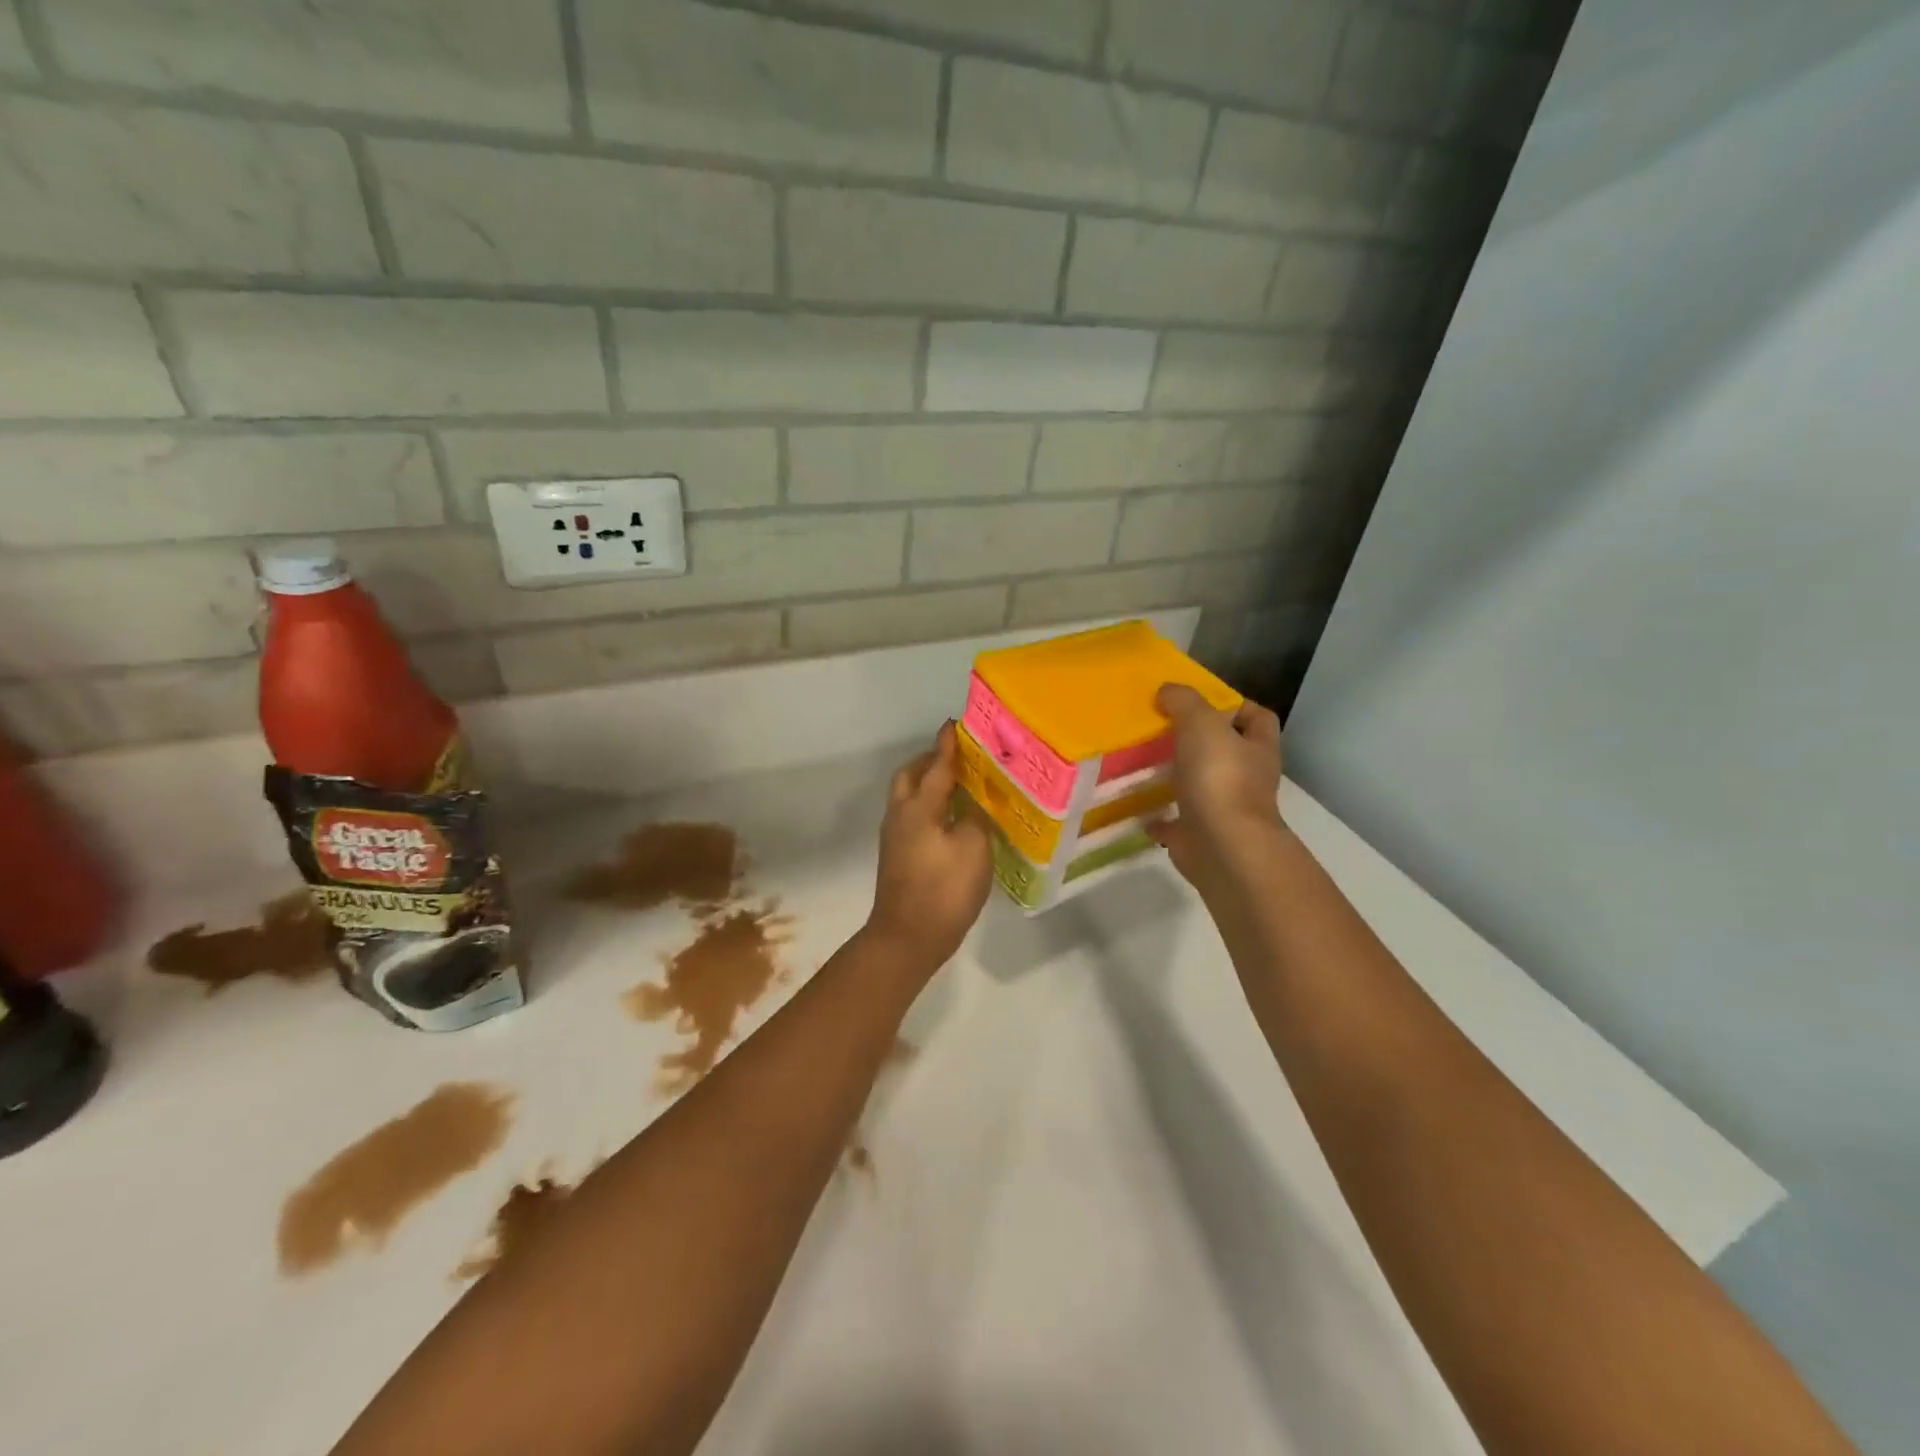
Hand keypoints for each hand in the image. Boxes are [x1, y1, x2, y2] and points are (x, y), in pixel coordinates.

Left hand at [865, 723, 993, 976]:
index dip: (947, 745)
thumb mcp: (972, 847)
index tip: (955, 724)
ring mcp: (895, 837)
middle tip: (957, 756)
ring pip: (908, 797)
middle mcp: (900, 815)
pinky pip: (912, 816)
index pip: (936, 766)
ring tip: (958, 783)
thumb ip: (973, 817)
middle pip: (910, 776)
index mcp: (918, 807)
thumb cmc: (943, 889)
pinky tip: (951, 818)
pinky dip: (929, 806)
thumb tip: (969, 805)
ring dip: (928, 783)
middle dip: (930, 761)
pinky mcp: (898, 856)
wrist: (907, 938)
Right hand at [1151, 684, 1286, 890]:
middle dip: (1199, 741)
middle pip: (1227, 752)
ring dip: (1178, 777)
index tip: (1202, 701)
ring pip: (1201, 786)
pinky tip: (1137, 806)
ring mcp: (1225, 811)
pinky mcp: (1200, 837)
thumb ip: (1185, 701)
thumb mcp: (1202, 724)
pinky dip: (1159, 816)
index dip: (1236, 706)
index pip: (1259, 718)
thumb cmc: (1220, 778)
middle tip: (1162, 727)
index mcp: (1257, 749)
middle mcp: (1247, 779)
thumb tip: (1168, 690)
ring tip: (1144, 763)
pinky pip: (1176, 823)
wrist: (1222, 846)